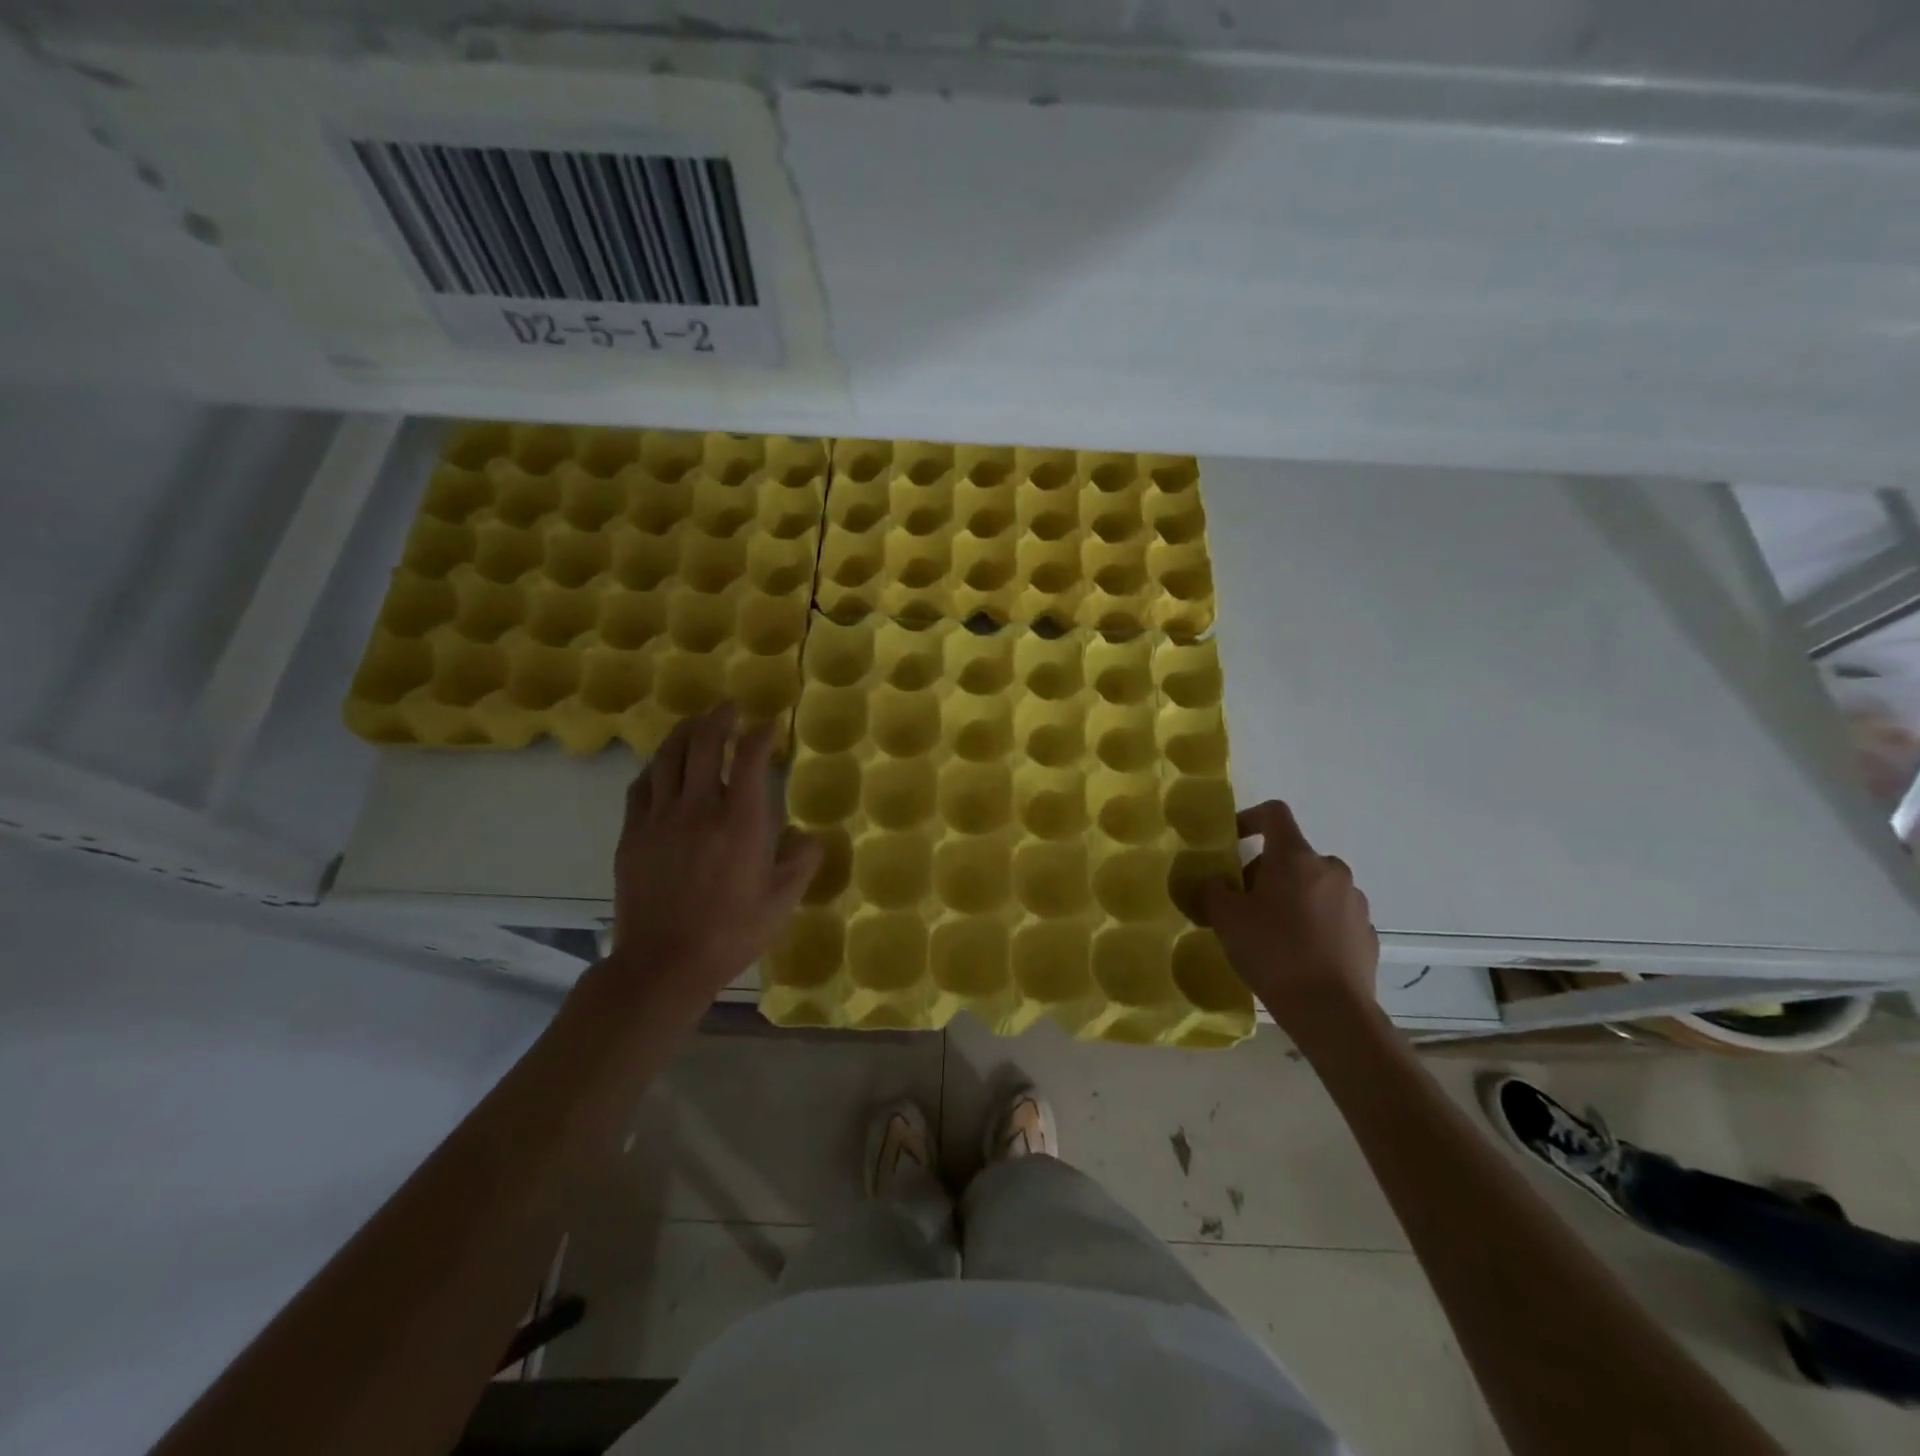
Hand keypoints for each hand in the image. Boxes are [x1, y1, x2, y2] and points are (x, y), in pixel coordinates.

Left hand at [608, 704, 820, 1007]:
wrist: (665, 963)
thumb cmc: (732, 932)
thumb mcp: (782, 901)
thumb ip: (801, 861)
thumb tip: (809, 836)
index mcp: (740, 820)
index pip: (749, 758)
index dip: (761, 734)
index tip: (770, 725)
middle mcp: (699, 808)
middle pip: (704, 744)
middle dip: (719, 718)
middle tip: (730, 707)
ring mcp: (660, 819)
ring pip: (668, 757)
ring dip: (684, 732)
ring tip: (696, 723)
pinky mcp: (633, 834)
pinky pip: (641, 787)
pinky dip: (656, 767)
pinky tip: (662, 766)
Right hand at [1197, 799, 1379, 1031]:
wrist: (1330, 1011)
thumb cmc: (1273, 952)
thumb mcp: (1226, 919)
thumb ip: (1214, 890)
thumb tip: (1217, 882)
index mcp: (1295, 857)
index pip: (1274, 813)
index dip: (1249, 818)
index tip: (1232, 842)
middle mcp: (1330, 869)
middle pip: (1291, 855)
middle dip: (1264, 871)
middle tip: (1242, 903)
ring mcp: (1354, 900)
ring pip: (1313, 885)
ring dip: (1290, 897)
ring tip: (1271, 932)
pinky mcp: (1366, 931)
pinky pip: (1332, 914)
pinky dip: (1313, 922)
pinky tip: (1298, 953)